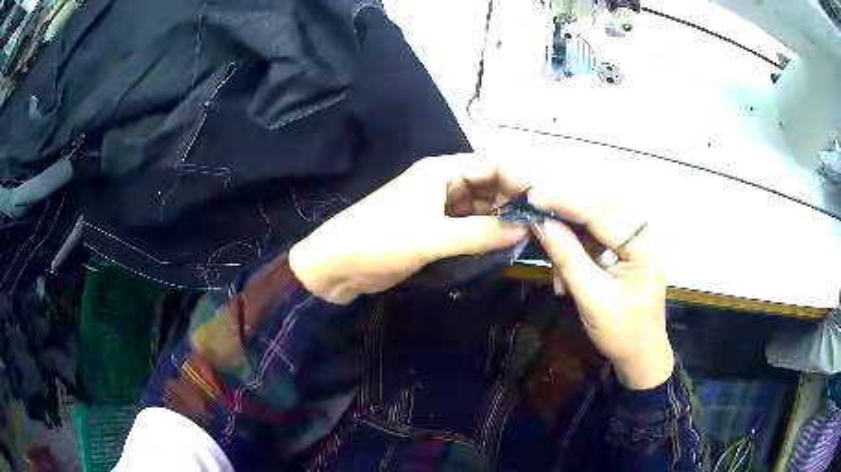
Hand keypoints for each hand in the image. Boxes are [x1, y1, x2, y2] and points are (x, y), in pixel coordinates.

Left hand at [289, 154, 527, 304]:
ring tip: (531, 236)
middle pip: (490, 184)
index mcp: (441, 171)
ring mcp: (438, 207)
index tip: (548, 200)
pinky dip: (486, 233)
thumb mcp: (432, 237)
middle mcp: (443, 183)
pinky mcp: (433, 229)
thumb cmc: (380, 241)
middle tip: (545, 223)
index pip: (493, 164)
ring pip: (481, 207)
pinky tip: (504, 244)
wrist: (336, 265)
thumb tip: (525, 229)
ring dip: (502, 219)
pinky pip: (468, 226)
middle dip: (516, 200)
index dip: (522, 178)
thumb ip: (481, 233)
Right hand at [530, 191, 673, 389]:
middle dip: (565, 209)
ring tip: (549, 251)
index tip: (531, 197)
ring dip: (569, 230)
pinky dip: (577, 244)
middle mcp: (643, 231)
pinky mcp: (628, 246)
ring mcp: (636, 238)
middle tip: (534, 212)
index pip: (600, 211)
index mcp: (643, 244)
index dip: (565, 201)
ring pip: (596, 217)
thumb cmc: (622, 332)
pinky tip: (563, 268)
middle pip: (600, 206)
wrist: (641, 354)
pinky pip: (598, 233)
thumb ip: (567, 257)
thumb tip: (540, 223)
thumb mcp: (591, 297)